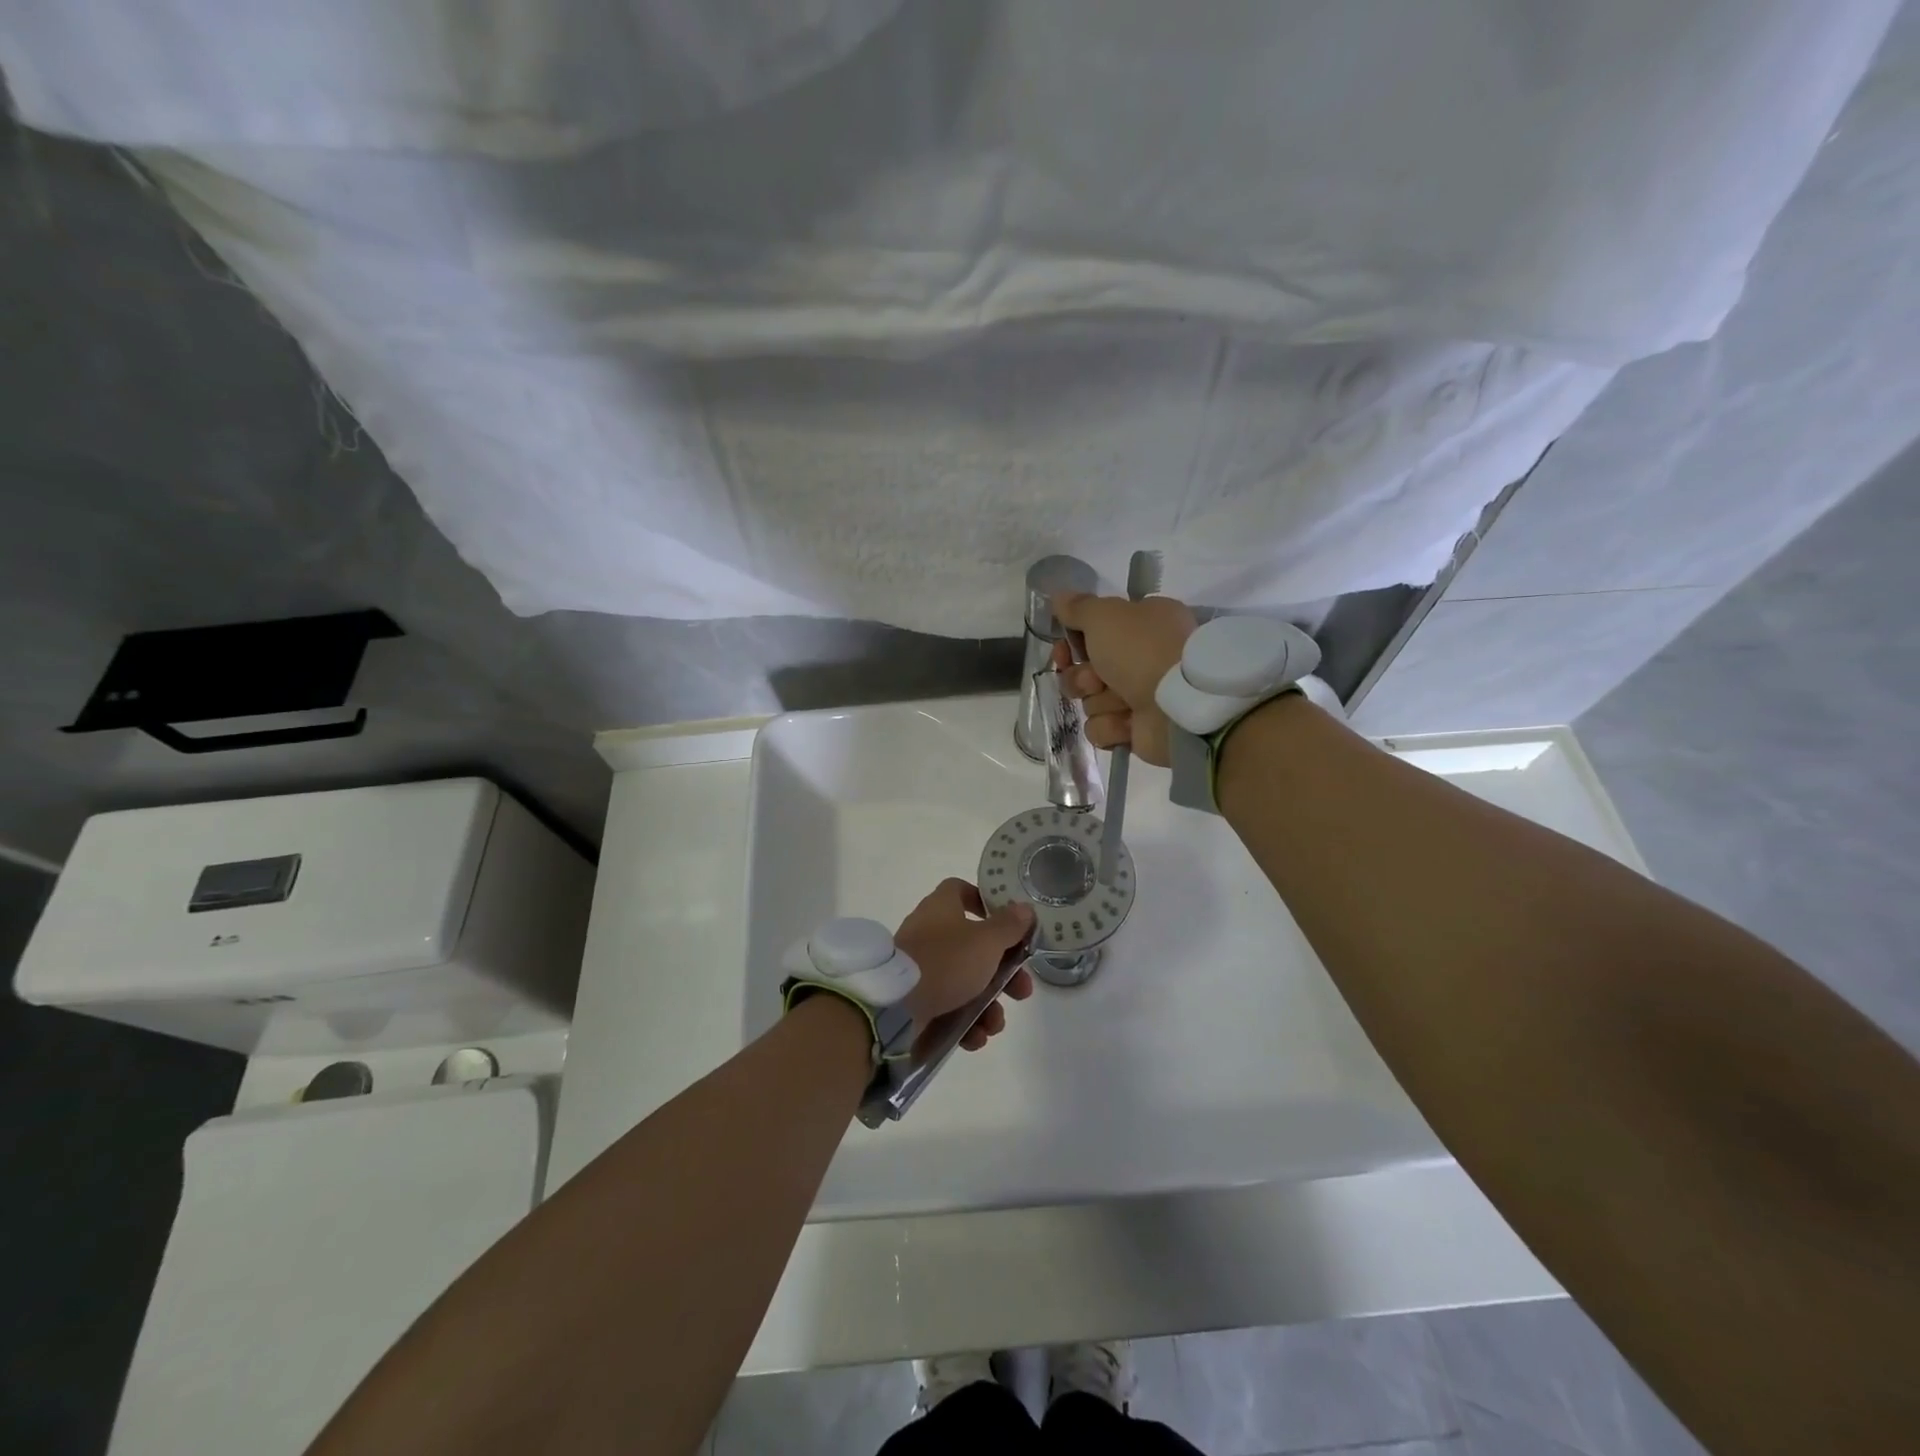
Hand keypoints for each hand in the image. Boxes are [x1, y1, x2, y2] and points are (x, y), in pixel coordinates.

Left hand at [894, 879, 1035, 1054]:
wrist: (895, 1007)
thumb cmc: (946, 961)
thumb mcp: (986, 941)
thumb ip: (1009, 926)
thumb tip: (1025, 909)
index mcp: (942, 908)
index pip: (961, 891)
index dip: (985, 903)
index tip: (1009, 924)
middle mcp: (930, 934)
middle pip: (974, 946)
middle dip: (1003, 973)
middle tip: (1021, 990)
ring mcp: (921, 968)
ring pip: (965, 983)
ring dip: (988, 1005)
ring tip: (994, 1024)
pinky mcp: (916, 1000)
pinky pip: (948, 1008)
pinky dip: (966, 1023)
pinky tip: (975, 1037)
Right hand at [1051, 591, 1198, 765]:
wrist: (1179, 706)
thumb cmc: (1142, 650)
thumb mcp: (1105, 616)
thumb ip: (1079, 607)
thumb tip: (1059, 596)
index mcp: (1143, 624)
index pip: (1094, 633)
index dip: (1072, 643)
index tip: (1063, 650)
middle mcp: (1142, 659)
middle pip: (1086, 671)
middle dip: (1082, 678)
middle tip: (1095, 680)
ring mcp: (1140, 696)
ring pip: (1092, 702)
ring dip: (1101, 702)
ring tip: (1124, 702)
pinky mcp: (1136, 730)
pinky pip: (1102, 729)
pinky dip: (1111, 726)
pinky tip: (1128, 723)